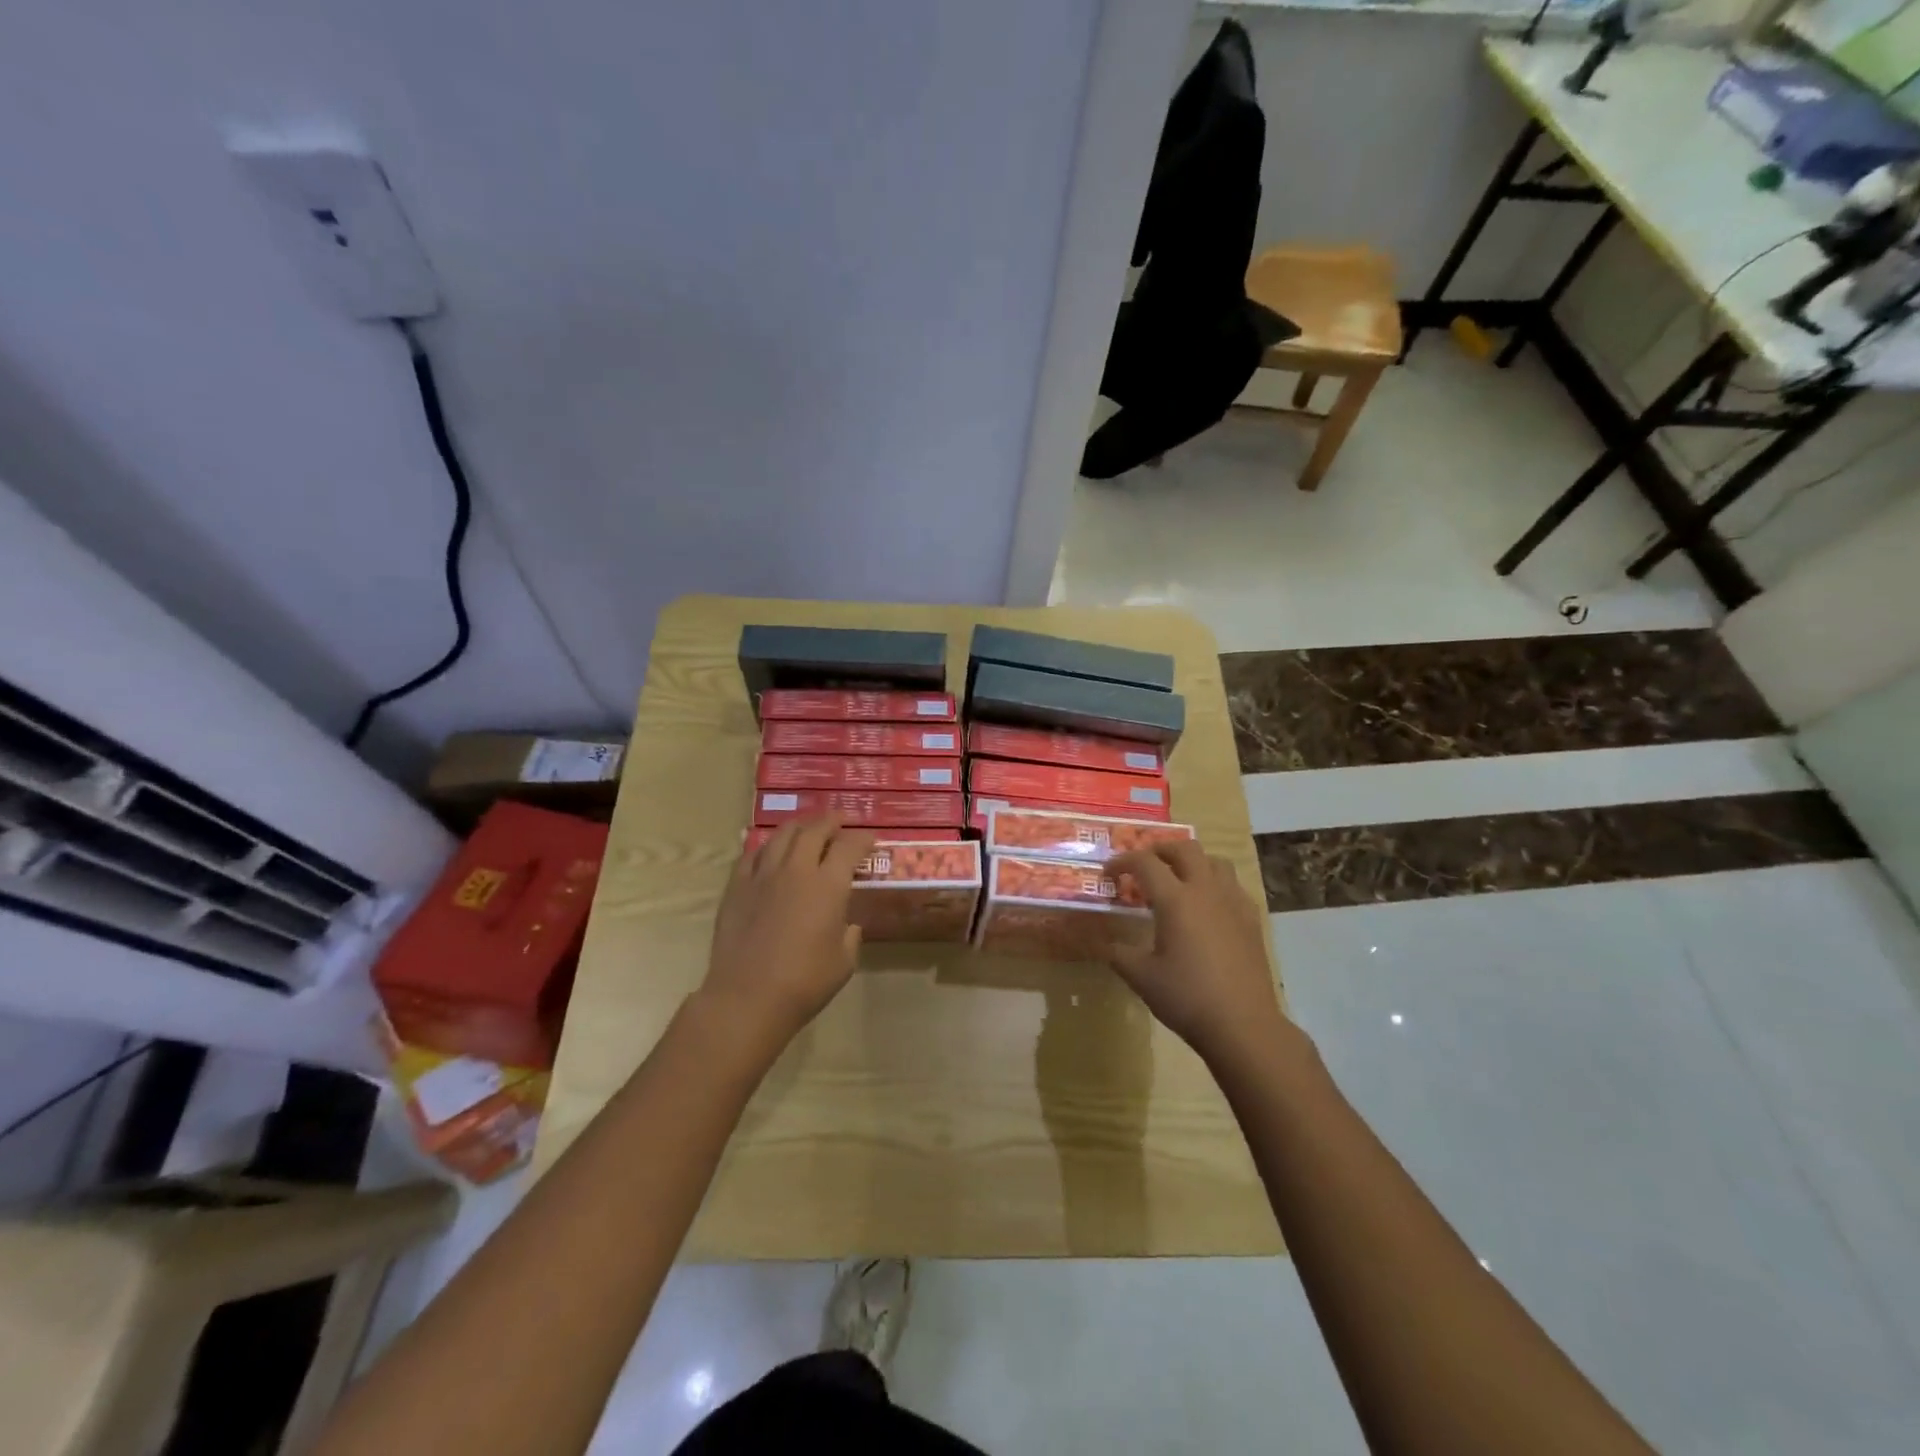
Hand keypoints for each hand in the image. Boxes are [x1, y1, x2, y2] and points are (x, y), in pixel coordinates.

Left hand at [700, 817, 874, 1052]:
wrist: (747, 998)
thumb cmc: (804, 983)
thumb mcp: (844, 962)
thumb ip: (850, 935)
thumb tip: (848, 924)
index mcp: (828, 885)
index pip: (849, 847)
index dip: (862, 839)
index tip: (870, 839)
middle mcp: (796, 870)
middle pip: (814, 830)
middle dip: (831, 821)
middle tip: (840, 821)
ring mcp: (762, 875)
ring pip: (782, 835)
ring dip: (800, 827)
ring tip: (807, 828)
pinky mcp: (736, 887)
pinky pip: (752, 854)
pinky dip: (767, 846)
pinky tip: (770, 851)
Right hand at [1105, 840, 1291, 1067]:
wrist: (1243, 1025)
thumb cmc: (1187, 997)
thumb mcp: (1140, 976)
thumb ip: (1118, 952)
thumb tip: (1103, 942)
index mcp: (1176, 900)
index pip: (1145, 863)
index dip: (1122, 862)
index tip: (1108, 874)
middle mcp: (1206, 891)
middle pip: (1184, 849)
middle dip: (1159, 850)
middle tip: (1143, 866)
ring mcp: (1233, 903)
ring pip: (1214, 862)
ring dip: (1191, 861)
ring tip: (1176, 879)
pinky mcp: (1251, 920)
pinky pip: (1232, 885)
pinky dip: (1214, 883)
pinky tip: (1206, 907)